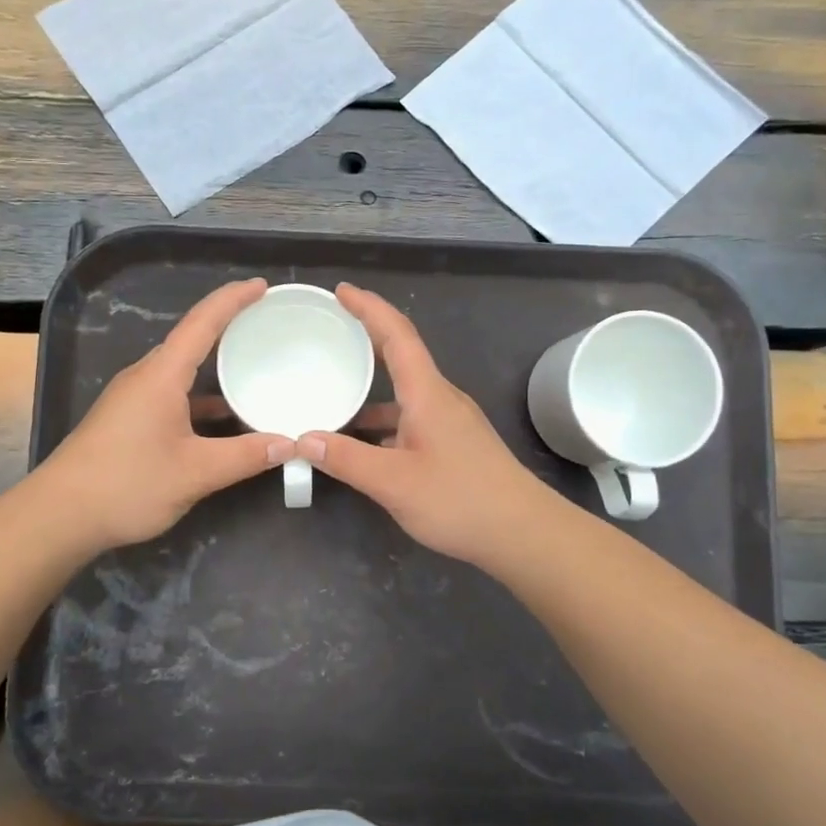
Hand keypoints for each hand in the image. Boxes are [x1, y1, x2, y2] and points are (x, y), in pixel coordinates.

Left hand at [39, 279, 293, 552]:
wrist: (59, 515)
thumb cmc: (128, 484)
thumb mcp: (196, 472)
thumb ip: (246, 456)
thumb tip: (289, 444)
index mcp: (161, 375)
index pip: (202, 322)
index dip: (233, 299)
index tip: (262, 286)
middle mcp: (145, 376)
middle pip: (191, 340)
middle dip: (228, 327)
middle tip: (266, 325)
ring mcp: (132, 397)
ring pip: (180, 370)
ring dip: (213, 366)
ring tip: (251, 368)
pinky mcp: (125, 418)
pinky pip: (170, 393)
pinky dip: (199, 397)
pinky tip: (220, 419)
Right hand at [299, 284, 554, 569]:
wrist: (523, 533)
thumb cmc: (460, 500)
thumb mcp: (394, 483)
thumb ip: (346, 459)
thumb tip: (303, 439)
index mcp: (427, 393)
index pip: (398, 335)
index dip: (370, 308)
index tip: (342, 291)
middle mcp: (440, 398)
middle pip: (401, 356)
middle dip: (368, 337)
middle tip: (332, 329)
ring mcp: (450, 422)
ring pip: (405, 393)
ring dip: (372, 388)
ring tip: (335, 391)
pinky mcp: (454, 445)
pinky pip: (411, 418)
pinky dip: (383, 422)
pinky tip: (363, 443)